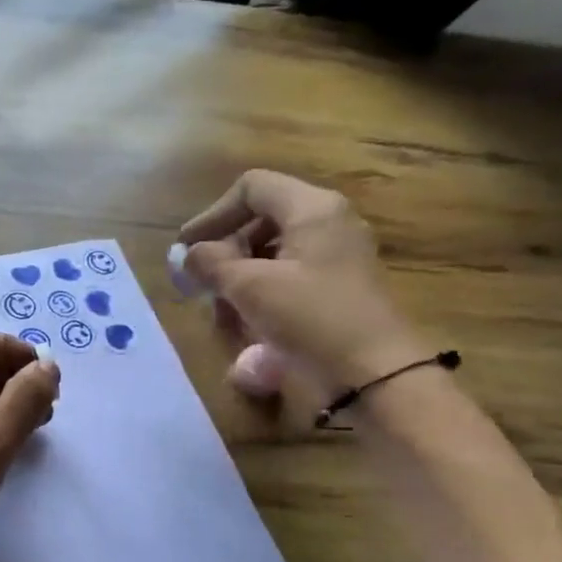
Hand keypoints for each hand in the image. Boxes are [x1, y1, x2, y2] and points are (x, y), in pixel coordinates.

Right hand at [178, 170, 423, 403]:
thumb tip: (188, 255)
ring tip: (221, 313)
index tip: (187, 249)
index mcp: (312, 209)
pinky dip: (261, 293)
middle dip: (224, 251)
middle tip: (201, 284)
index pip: (251, 188)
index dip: (213, 215)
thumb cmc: (310, 318)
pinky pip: (289, 276)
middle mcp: (329, 223)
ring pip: (272, 252)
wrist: (374, 373)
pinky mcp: (338, 287)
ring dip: (238, 277)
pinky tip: (247, 325)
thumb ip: (211, 263)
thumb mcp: (250, 287)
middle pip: (260, 220)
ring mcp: (337, 256)